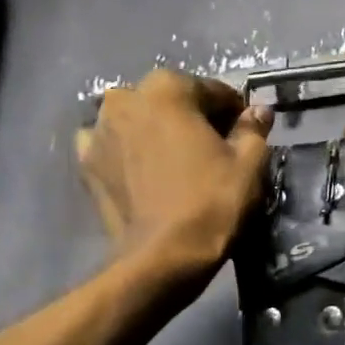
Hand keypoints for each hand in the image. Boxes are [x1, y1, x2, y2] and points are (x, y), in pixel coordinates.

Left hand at [76, 68, 274, 281]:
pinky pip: (112, 145)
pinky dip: (126, 151)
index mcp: (167, 87)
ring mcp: (99, 129)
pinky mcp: (86, 161)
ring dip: (156, 132)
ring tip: (175, 164)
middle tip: (210, 151)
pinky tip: (142, 172)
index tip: (242, 135)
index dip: (233, 113)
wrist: (161, 257)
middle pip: (171, 102)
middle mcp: (125, 97)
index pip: (212, 91)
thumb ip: (252, 129)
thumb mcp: (248, 164)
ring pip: (138, 121)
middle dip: (191, 119)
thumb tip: (258, 111)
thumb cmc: (210, 204)